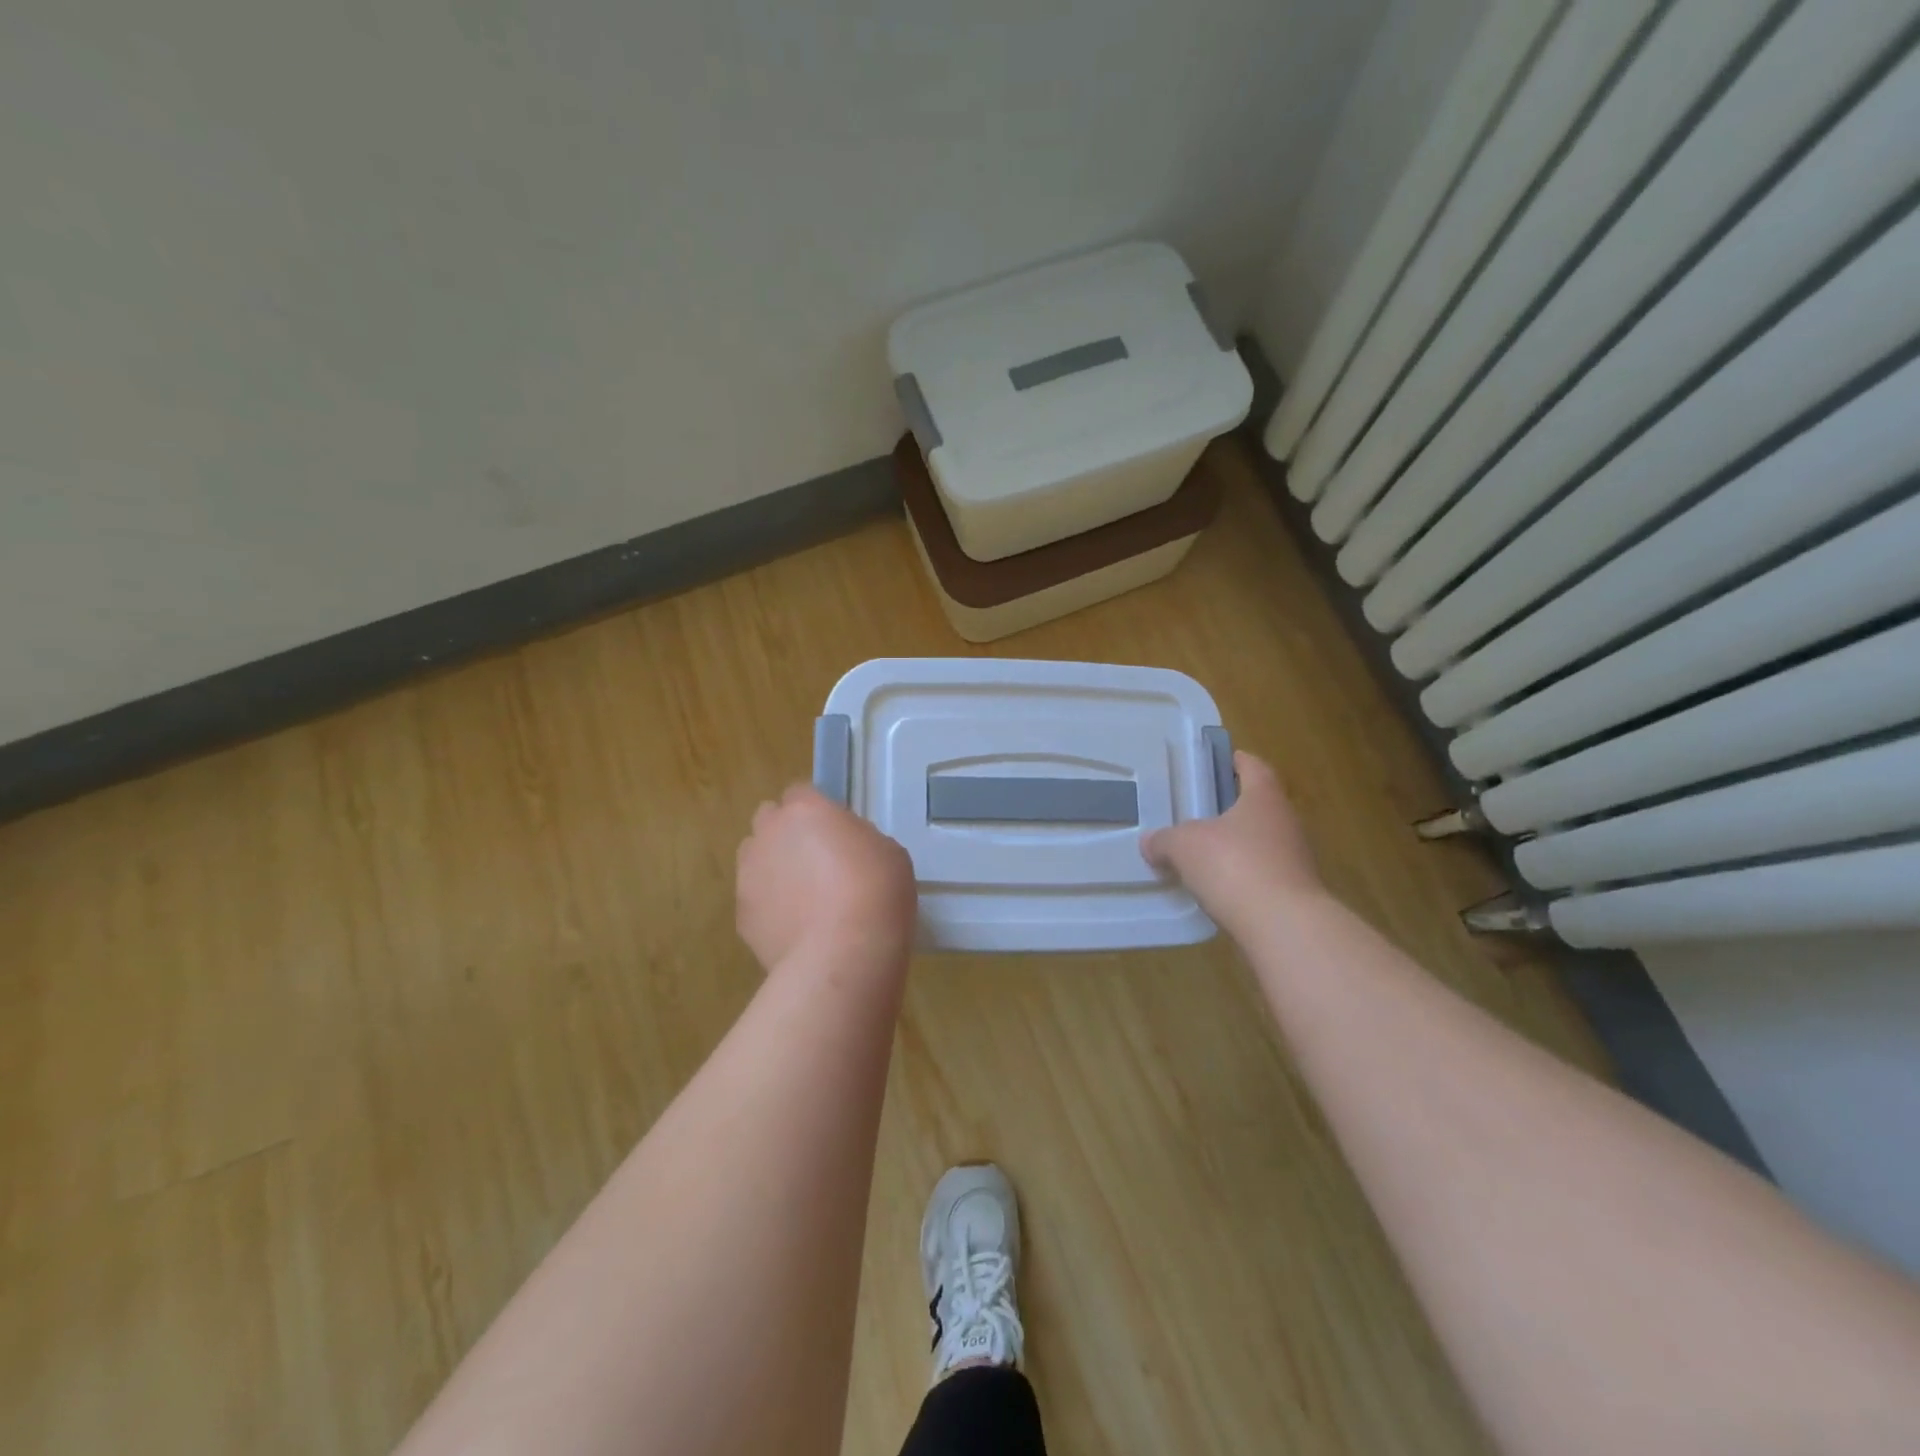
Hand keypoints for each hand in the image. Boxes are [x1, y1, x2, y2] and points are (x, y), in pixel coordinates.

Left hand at [736, 784, 917, 971]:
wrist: (843, 955)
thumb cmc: (876, 892)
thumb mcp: (887, 851)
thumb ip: (857, 839)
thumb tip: (844, 849)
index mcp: (805, 809)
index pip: (800, 793)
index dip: (816, 811)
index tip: (836, 831)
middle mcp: (768, 833)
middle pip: (769, 819)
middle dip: (786, 832)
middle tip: (817, 859)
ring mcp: (748, 874)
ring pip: (755, 859)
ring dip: (774, 867)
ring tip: (804, 897)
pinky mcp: (741, 915)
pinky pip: (755, 899)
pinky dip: (770, 907)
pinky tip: (797, 928)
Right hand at [1141, 751, 1322, 930]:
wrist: (1284, 926)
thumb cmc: (1234, 866)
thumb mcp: (1184, 846)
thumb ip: (1164, 840)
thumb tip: (1149, 843)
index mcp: (1264, 798)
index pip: (1254, 768)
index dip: (1239, 761)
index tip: (1224, 760)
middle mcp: (1286, 822)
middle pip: (1259, 806)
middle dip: (1233, 807)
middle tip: (1201, 810)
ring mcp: (1295, 860)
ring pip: (1262, 842)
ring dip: (1237, 845)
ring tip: (1204, 853)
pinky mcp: (1294, 893)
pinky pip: (1262, 875)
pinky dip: (1243, 877)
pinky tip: (1219, 888)